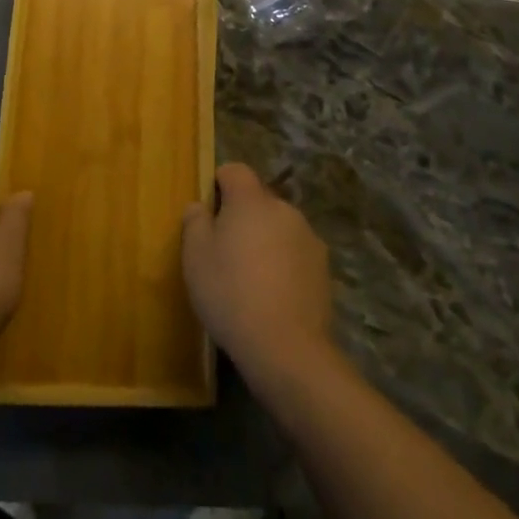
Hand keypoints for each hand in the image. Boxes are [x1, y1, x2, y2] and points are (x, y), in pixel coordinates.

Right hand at [181, 163, 334, 383]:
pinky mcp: (324, 267)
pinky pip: (296, 254)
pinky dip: (284, 264)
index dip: (219, 184)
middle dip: (242, 216)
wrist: (287, 347)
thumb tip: (200, 206)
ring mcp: (309, 237)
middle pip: (258, 200)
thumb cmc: (230, 293)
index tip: (208, 212)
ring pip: (279, 227)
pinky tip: (273, 296)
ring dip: (265, 240)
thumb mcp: (195, 257)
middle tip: (225, 251)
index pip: (235, 170)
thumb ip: (195, 222)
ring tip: (250, 278)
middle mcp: (284, 208)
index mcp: (251, 200)